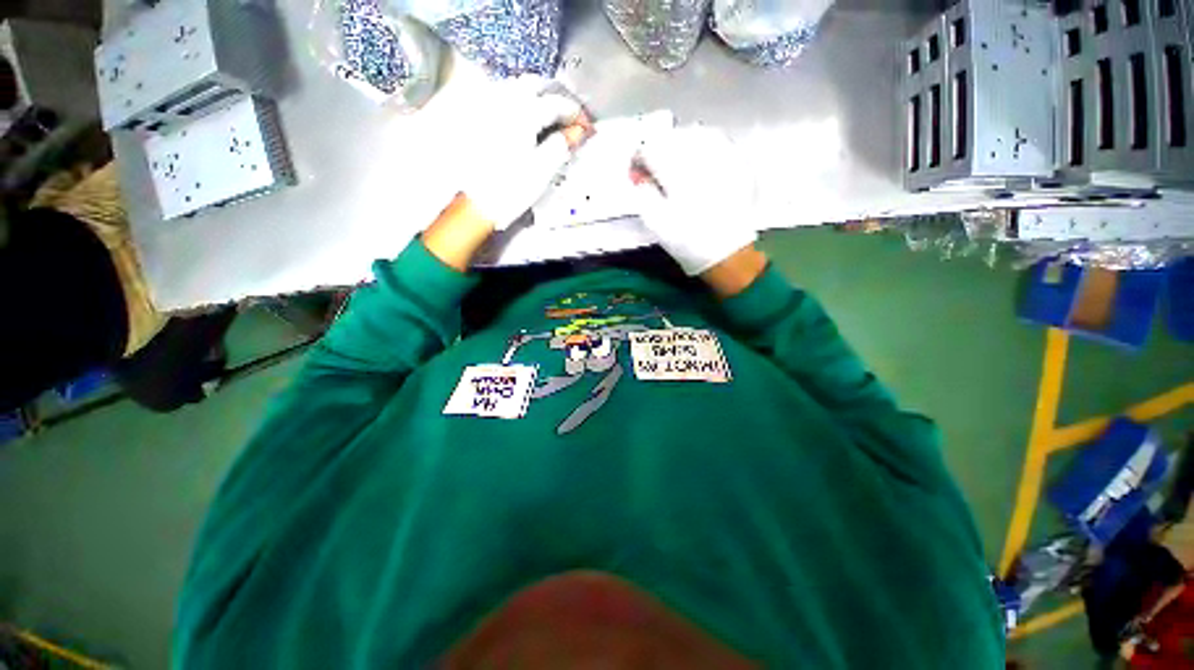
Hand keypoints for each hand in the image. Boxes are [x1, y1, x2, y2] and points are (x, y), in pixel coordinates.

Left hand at [461, 77, 585, 229]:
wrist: (475, 203)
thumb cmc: (508, 190)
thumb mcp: (542, 170)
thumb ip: (562, 145)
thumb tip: (577, 132)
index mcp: (523, 112)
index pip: (557, 104)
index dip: (575, 113)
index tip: (586, 126)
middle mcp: (503, 101)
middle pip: (536, 85)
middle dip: (556, 97)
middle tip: (569, 116)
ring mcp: (486, 107)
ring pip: (516, 87)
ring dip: (536, 95)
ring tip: (549, 114)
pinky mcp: (475, 118)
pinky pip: (500, 96)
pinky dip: (517, 101)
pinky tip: (523, 116)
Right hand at [632, 125, 758, 276]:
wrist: (727, 253)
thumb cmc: (687, 241)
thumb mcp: (656, 222)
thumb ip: (643, 193)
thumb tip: (638, 175)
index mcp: (677, 172)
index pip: (650, 149)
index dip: (638, 158)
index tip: (636, 170)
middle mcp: (702, 157)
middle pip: (673, 137)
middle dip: (659, 149)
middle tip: (653, 167)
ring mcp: (724, 158)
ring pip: (696, 133)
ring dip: (680, 143)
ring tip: (675, 161)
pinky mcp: (739, 163)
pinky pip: (718, 141)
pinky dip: (703, 146)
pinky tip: (699, 161)